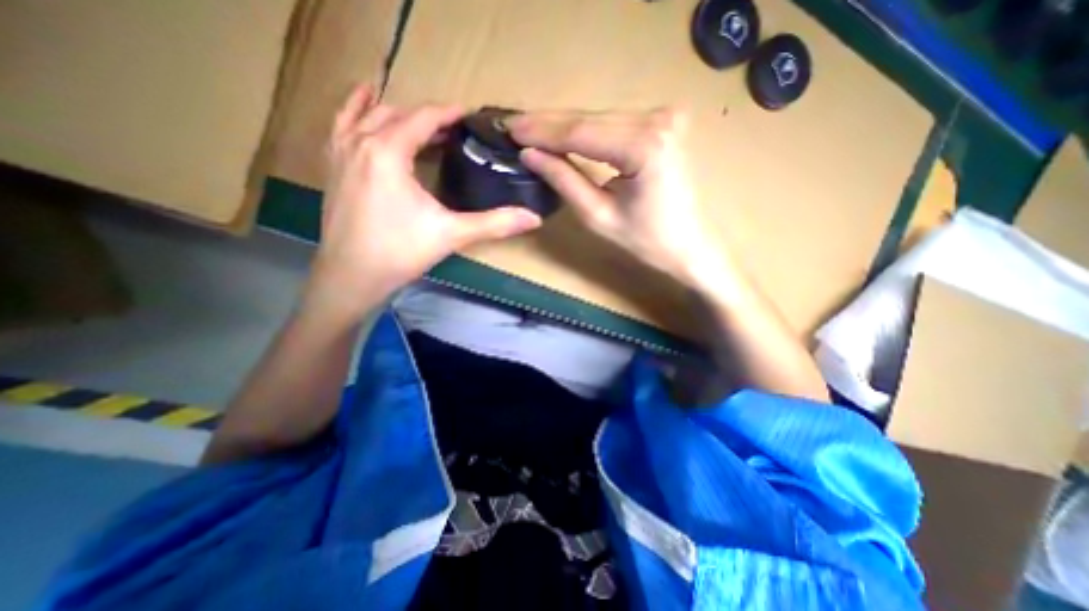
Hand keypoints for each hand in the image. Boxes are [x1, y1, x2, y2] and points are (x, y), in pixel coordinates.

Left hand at [305, 86, 544, 313]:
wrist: (351, 277)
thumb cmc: (401, 253)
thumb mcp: (452, 235)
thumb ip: (494, 223)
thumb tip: (534, 219)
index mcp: (388, 152)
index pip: (423, 118)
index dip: (448, 113)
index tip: (469, 114)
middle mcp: (360, 143)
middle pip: (397, 113)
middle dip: (427, 116)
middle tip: (453, 128)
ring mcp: (340, 153)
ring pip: (367, 115)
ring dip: (396, 112)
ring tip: (419, 118)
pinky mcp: (332, 168)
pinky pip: (341, 126)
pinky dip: (356, 112)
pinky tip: (365, 110)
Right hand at [508, 110, 721, 285]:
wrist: (689, 245)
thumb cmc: (646, 241)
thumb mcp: (598, 215)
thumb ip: (564, 180)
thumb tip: (530, 155)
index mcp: (644, 146)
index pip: (580, 133)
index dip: (542, 131)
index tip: (510, 129)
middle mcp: (657, 120)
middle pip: (589, 119)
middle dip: (548, 124)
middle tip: (513, 125)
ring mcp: (663, 118)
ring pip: (599, 118)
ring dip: (563, 125)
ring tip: (529, 130)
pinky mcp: (663, 124)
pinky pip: (613, 123)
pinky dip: (585, 130)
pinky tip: (561, 133)